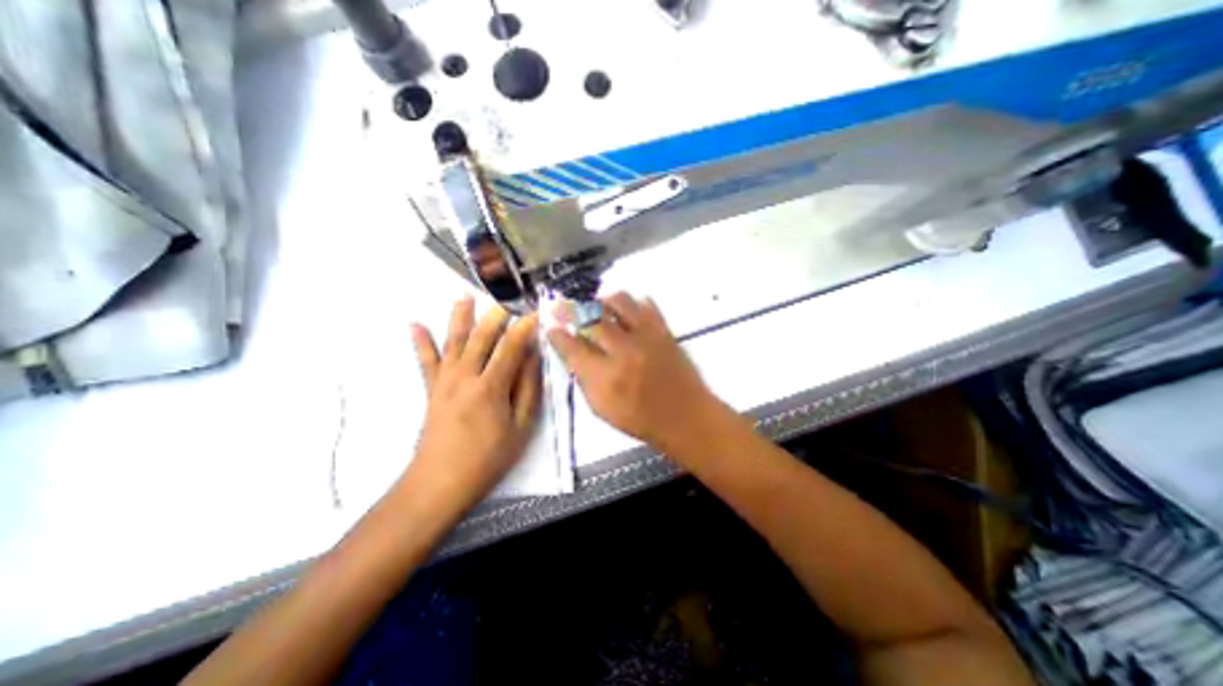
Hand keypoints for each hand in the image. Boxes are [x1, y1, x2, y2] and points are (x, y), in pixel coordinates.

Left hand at [404, 298, 538, 511]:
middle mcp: (465, 376)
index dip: (524, 327)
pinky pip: (425, 361)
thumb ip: (528, 389)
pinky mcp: (431, 389)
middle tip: (506, 297)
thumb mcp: (520, 427)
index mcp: (490, 386)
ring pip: (454, 341)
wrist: (439, 483)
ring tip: (464, 295)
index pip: (511, 347)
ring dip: (460, 317)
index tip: (535, 311)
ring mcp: (444, 381)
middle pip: (481, 337)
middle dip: (495, 314)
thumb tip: (532, 358)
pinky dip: (420, 342)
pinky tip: (414, 324)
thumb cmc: (487, 458)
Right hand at [547, 291, 723, 454]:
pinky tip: (627, 313)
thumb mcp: (602, 409)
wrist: (686, 416)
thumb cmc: (641, 419)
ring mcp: (646, 337)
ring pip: (619, 301)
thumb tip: (573, 353)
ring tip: (597, 308)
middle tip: (562, 305)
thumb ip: (584, 379)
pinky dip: (632, 304)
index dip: (557, 334)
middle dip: (570, 308)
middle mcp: (623, 351)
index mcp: (605, 377)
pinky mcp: (663, 330)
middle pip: (591, 317)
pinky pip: (646, 304)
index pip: (572, 348)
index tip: (550, 326)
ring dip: (602, 301)